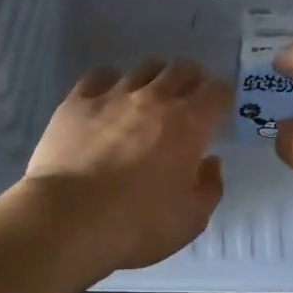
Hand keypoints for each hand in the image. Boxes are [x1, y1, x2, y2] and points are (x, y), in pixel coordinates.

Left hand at [22, 58, 231, 274]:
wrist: (69, 220)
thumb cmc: (138, 224)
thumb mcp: (191, 219)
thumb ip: (209, 187)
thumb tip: (210, 162)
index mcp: (189, 124)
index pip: (218, 91)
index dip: (224, 96)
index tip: (221, 109)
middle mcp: (155, 98)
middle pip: (182, 69)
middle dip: (193, 79)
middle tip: (190, 98)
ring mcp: (114, 95)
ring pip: (144, 68)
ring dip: (155, 78)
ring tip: (150, 97)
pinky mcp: (77, 101)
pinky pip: (100, 76)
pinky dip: (112, 82)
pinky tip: (109, 99)